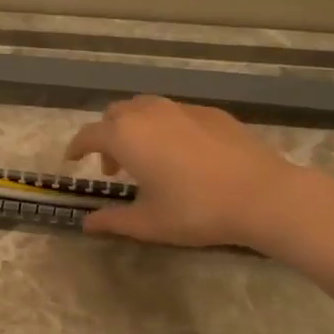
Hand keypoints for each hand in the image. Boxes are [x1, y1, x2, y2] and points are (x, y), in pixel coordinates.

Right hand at [64, 95, 333, 249]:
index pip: (89, 135)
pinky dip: (164, 128)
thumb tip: (87, 224)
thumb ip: (112, 220)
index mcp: (126, 136)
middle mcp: (149, 113)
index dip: (76, 147)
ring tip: (146, 159)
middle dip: (107, 136)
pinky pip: (175, 114)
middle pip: (116, 114)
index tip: (72, 159)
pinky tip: (181, 155)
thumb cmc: (195, 210)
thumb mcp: (148, 223)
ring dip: (135, 129)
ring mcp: (182, 109)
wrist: (262, 194)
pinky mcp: (211, 113)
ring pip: (146, 109)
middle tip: (113, 167)